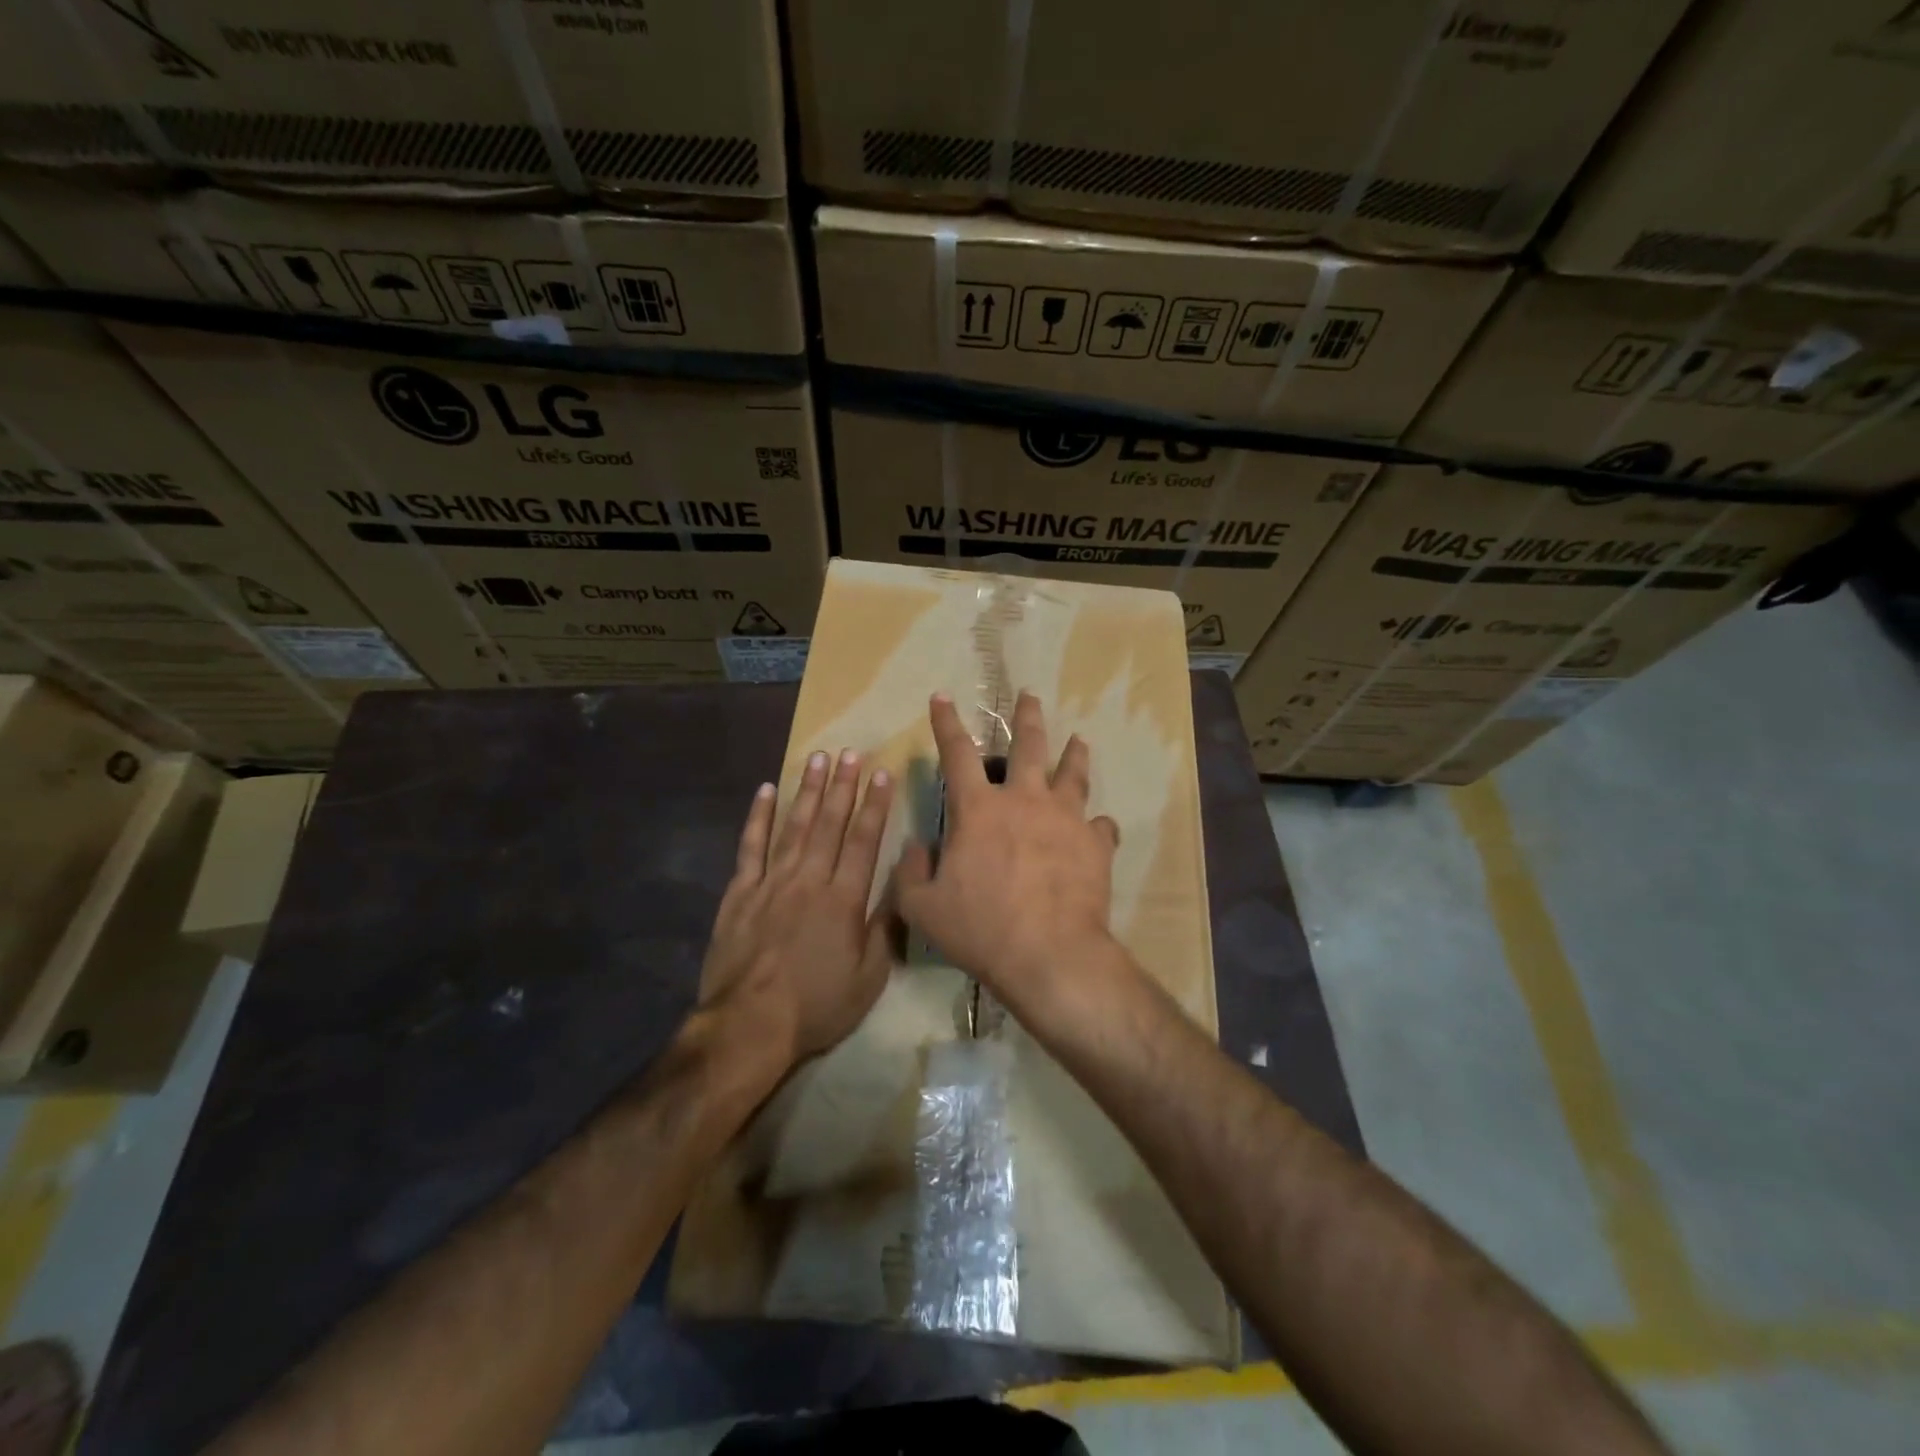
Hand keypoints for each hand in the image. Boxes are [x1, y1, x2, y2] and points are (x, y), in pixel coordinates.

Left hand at [699, 750, 897, 1067]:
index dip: (874, 805)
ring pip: (793, 826)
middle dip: (843, 786)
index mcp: (844, 899)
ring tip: (818, 760)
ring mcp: (771, 883)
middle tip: (850, 752)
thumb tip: (903, 886)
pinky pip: (750, 847)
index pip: (863, 840)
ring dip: (808, 791)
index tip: (882, 773)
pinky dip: (758, 818)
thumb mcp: (869, 978)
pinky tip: (765, 792)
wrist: (748, 1026)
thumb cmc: (816, 1006)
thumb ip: (886, 928)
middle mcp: (809, 880)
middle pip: (829, 824)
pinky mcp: (740, 893)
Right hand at [897, 692, 1120, 1023]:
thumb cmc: (980, 929)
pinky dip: (1097, 824)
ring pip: (1073, 773)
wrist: (1050, 955)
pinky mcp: (1096, 843)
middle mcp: (1024, 800)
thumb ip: (911, 873)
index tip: (943, 697)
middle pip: (1028, 745)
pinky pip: (1101, 824)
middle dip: (1027, 716)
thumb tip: (918, 848)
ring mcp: (1066, 818)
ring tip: (1078, 741)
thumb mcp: (922, 907)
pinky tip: (1098, 826)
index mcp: (979, 809)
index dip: (947, 723)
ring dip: (1074, 754)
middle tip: (1029, 697)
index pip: (957, 753)